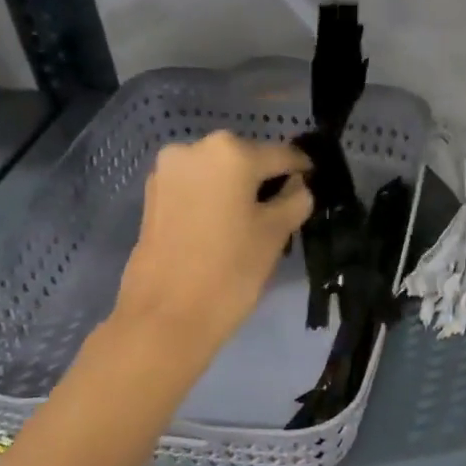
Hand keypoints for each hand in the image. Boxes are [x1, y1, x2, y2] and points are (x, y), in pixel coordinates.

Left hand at [113, 131, 313, 352]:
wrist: (165, 316)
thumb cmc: (230, 271)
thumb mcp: (276, 234)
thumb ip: (295, 200)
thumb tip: (298, 186)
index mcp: (230, 152)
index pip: (281, 154)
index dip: (302, 170)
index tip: (314, 184)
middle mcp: (194, 148)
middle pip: (245, 159)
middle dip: (265, 180)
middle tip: (283, 210)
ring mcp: (167, 171)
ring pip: (217, 174)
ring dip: (237, 190)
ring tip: (252, 223)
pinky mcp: (152, 196)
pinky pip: (195, 188)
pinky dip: (212, 200)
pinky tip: (223, 228)